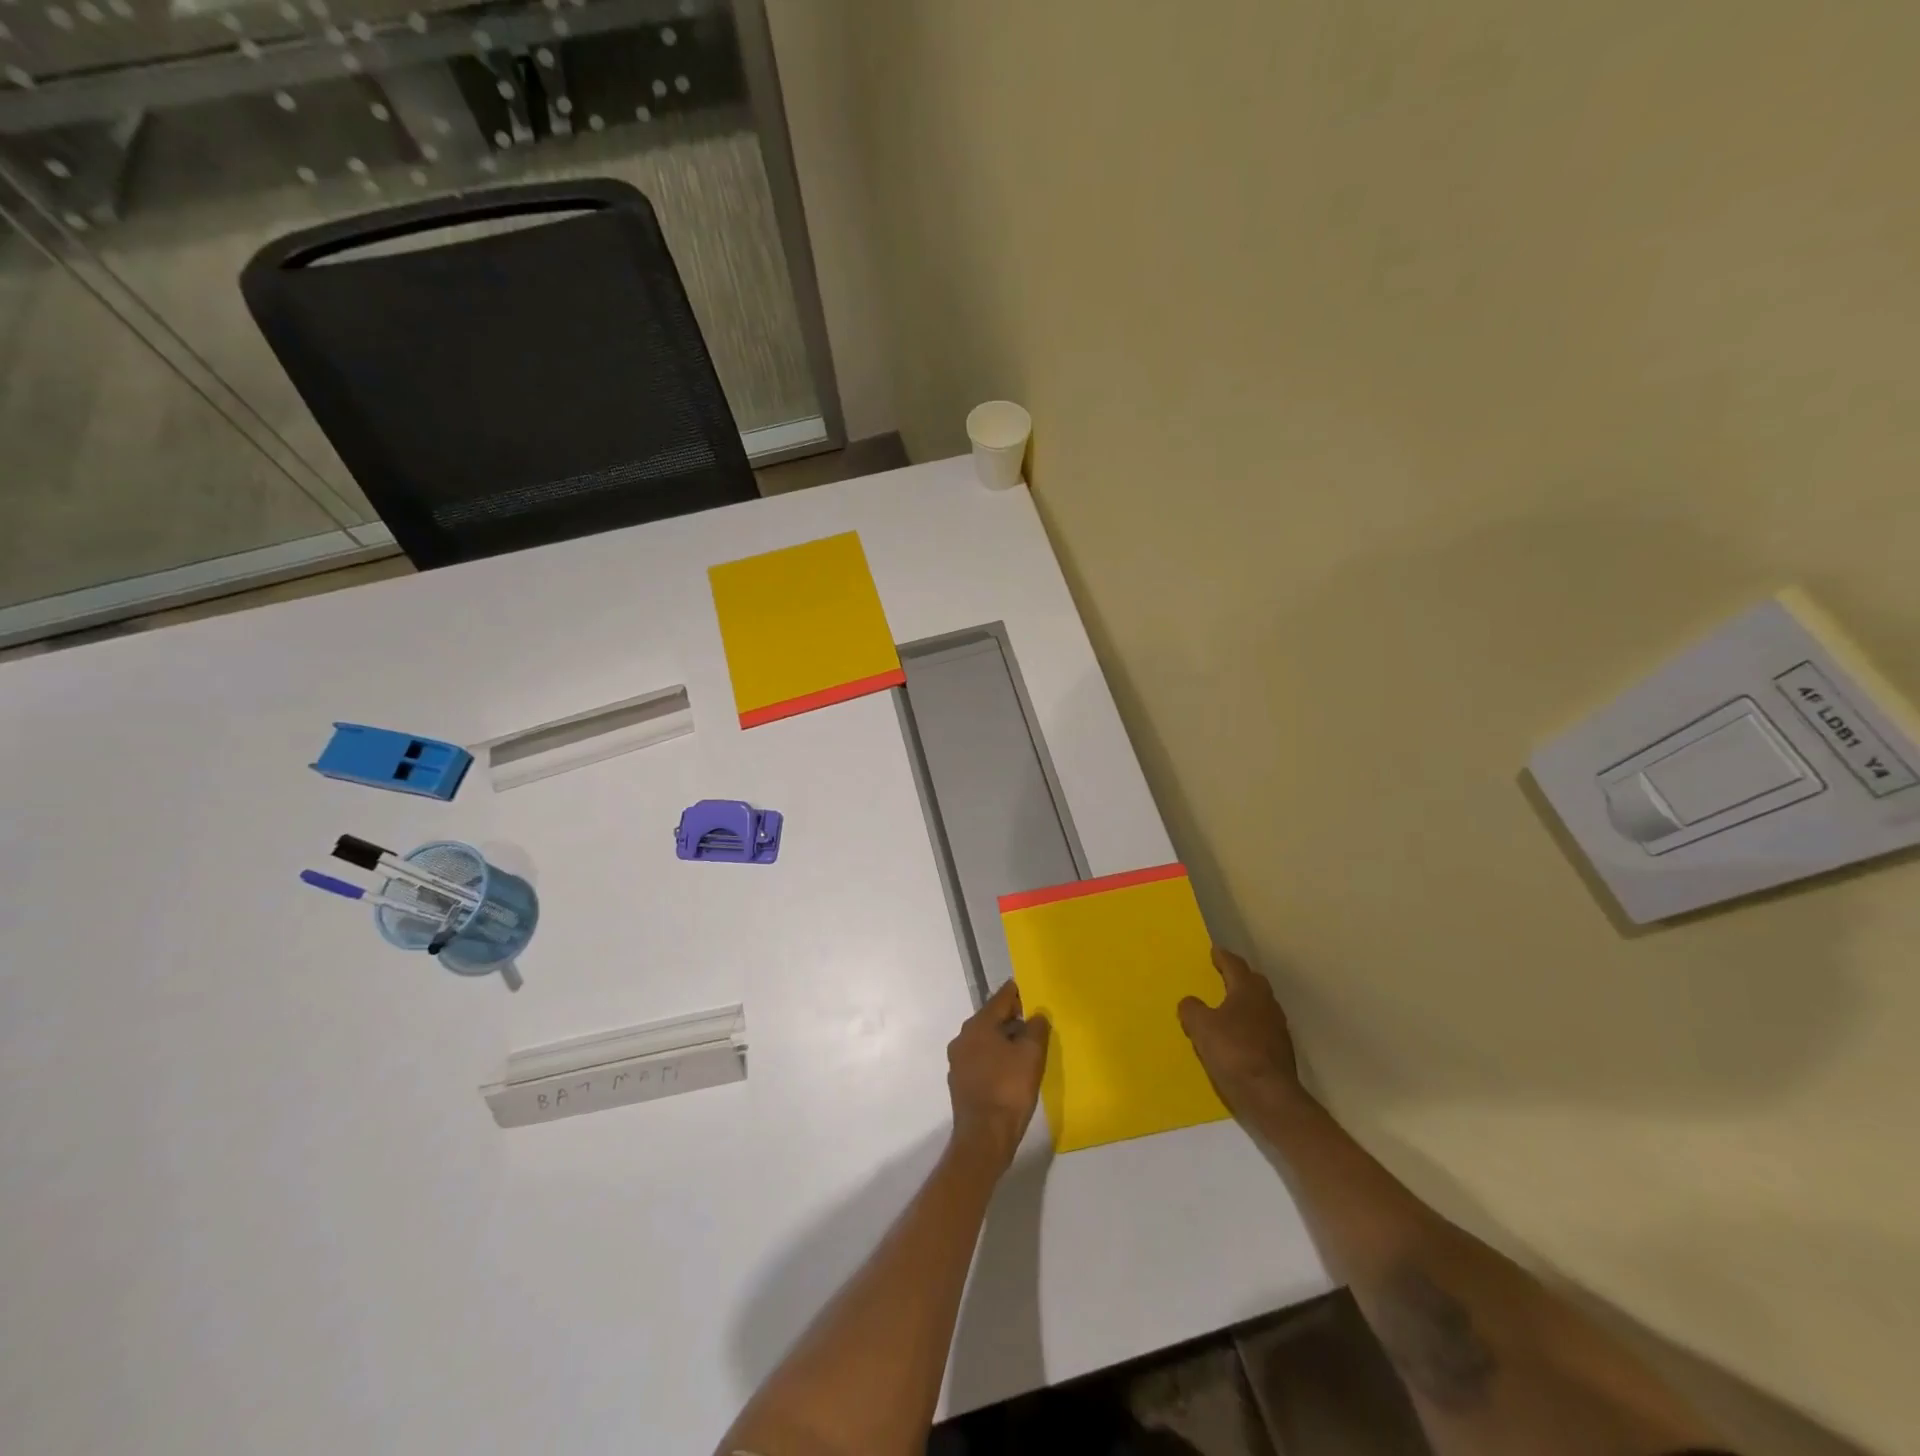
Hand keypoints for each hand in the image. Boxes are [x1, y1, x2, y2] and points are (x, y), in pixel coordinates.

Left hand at [947, 981, 1050, 1168]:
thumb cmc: (1009, 1089)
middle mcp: (963, 1037)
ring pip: (985, 1040)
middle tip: (1034, 1021)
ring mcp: (958, 1060)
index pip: (1001, 998)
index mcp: (978, 1025)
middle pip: (991, 1018)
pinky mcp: (960, 1081)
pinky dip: (995, 1058)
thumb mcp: (1031, 1055)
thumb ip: (1036, 1029)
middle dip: (1012, 1018)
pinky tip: (1010, 1070)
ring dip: (1003, 1039)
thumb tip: (1036, 1014)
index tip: (1031, 990)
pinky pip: (981, 1059)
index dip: (1018, 993)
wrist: (984, 1137)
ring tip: (1025, 1046)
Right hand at [1178, 945, 1302, 1109]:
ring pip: (1260, 1004)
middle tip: (1222, 975)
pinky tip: (1239, 1035)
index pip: (1235, 965)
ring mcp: (1278, 1027)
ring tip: (1228, 1006)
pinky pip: (1262, 1026)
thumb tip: (1190, 1002)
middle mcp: (1267, 1003)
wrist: (1270, 1095)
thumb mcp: (1201, 1027)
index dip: (1222, 957)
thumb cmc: (1233, 1052)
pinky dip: (1250, 1024)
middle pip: (1253, 982)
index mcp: (1248, 990)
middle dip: (1238, 976)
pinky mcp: (1281, 1049)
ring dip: (1245, 1001)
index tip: (1214, 951)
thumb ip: (1192, 1009)